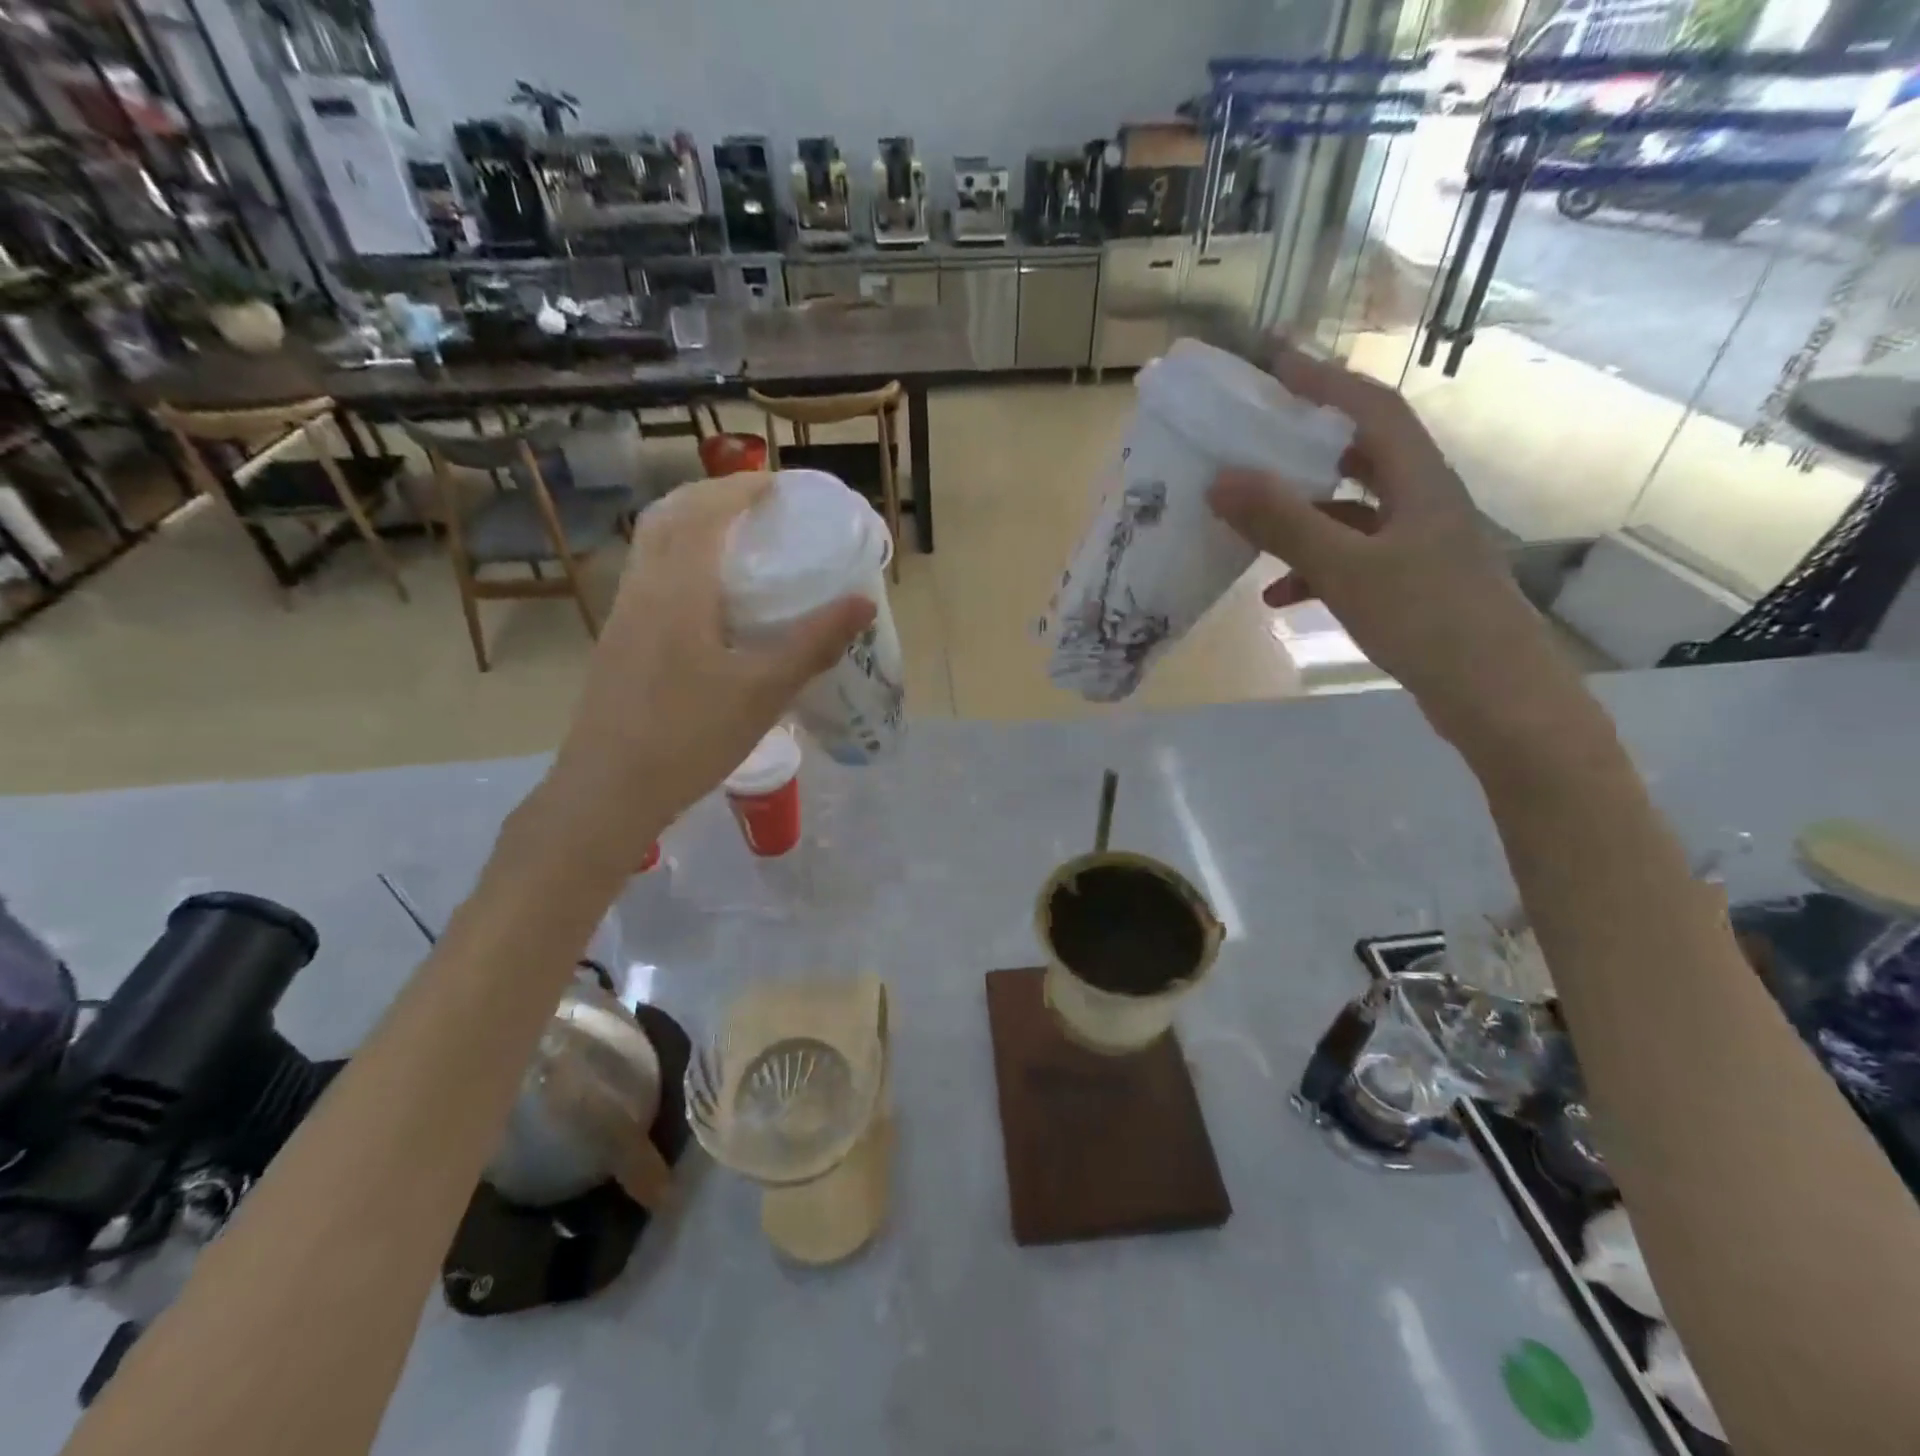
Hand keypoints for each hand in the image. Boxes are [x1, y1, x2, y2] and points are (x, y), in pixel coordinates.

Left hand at [535, 473, 873, 869]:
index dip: (742, 488)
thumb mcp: (764, 691)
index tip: (780, 485)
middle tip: (759, 506)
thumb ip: (814, 643)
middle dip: (713, 497)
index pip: (706, 511)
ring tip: (737, 541)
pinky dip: (679, 560)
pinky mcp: (618, 642)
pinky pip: (649, 576)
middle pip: (670, 516)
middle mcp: (642, 588)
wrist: (607, 791)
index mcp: (677, 588)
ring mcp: (623, 615)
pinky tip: (708, 598)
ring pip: (652, 546)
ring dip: (691, 525)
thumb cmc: (688, 737)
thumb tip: (863, 602)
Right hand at [1206, 346, 1582, 749]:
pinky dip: (1313, 570)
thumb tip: (1221, 479)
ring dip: (1301, 518)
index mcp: (1418, 481)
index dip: (1323, 381)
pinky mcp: (1411, 586)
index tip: (1274, 364)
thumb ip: (1284, 523)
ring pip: (1351, 514)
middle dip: (1305, 448)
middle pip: (1360, 456)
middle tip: (1254, 444)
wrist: (1497, 698)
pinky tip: (1278, 596)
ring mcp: (1419, 547)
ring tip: (1250, 527)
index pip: (1370, 408)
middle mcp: (1422, 503)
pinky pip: (1352, 561)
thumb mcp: (1346, 569)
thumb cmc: (1427, 620)